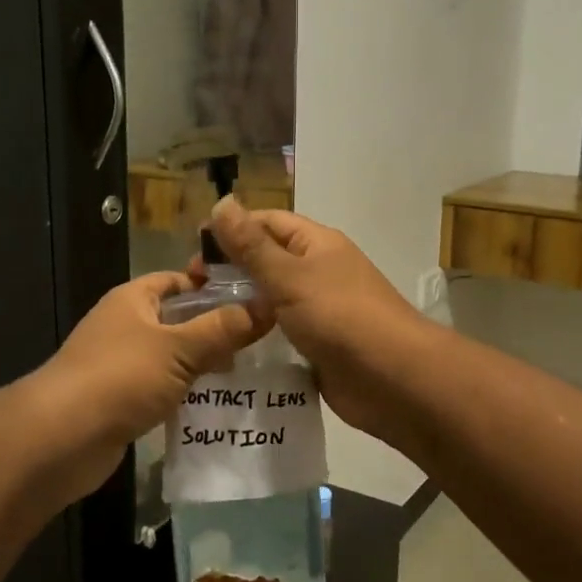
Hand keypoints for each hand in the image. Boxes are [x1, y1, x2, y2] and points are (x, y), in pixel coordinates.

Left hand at [30, 272, 267, 498]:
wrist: (61, 438)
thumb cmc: (121, 377)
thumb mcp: (179, 348)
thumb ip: (223, 329)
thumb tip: (267, 305)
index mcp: (133, 299)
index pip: (178, 280)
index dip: (212, 286)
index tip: (252, 299)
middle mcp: (124, 325)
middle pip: (177, 319)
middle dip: (214, 329)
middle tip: (258, 341)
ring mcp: (119, 364)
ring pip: (170, 357)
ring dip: (201, 364)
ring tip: (245, 372)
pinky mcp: (120, 400)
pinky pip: (160, 388)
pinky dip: (183, 393)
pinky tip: (214, 404)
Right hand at [204, 199, 430, 438]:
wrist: (392, 379)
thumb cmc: (340, 316)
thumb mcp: (290, 276)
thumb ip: (252, 245)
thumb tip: (221, 202)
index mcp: (316, 244)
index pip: (266, 223)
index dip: (229, 231)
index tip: (192, 253)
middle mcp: (318, 272)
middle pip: (266, 261)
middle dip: (229, 271)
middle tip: (190, 292)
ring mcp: (319, 310)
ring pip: (271, 300)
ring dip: (240, 306)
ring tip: (199, 319)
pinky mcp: (317, 345)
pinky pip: (280, 334)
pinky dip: (256, 336)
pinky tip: (226, 347)